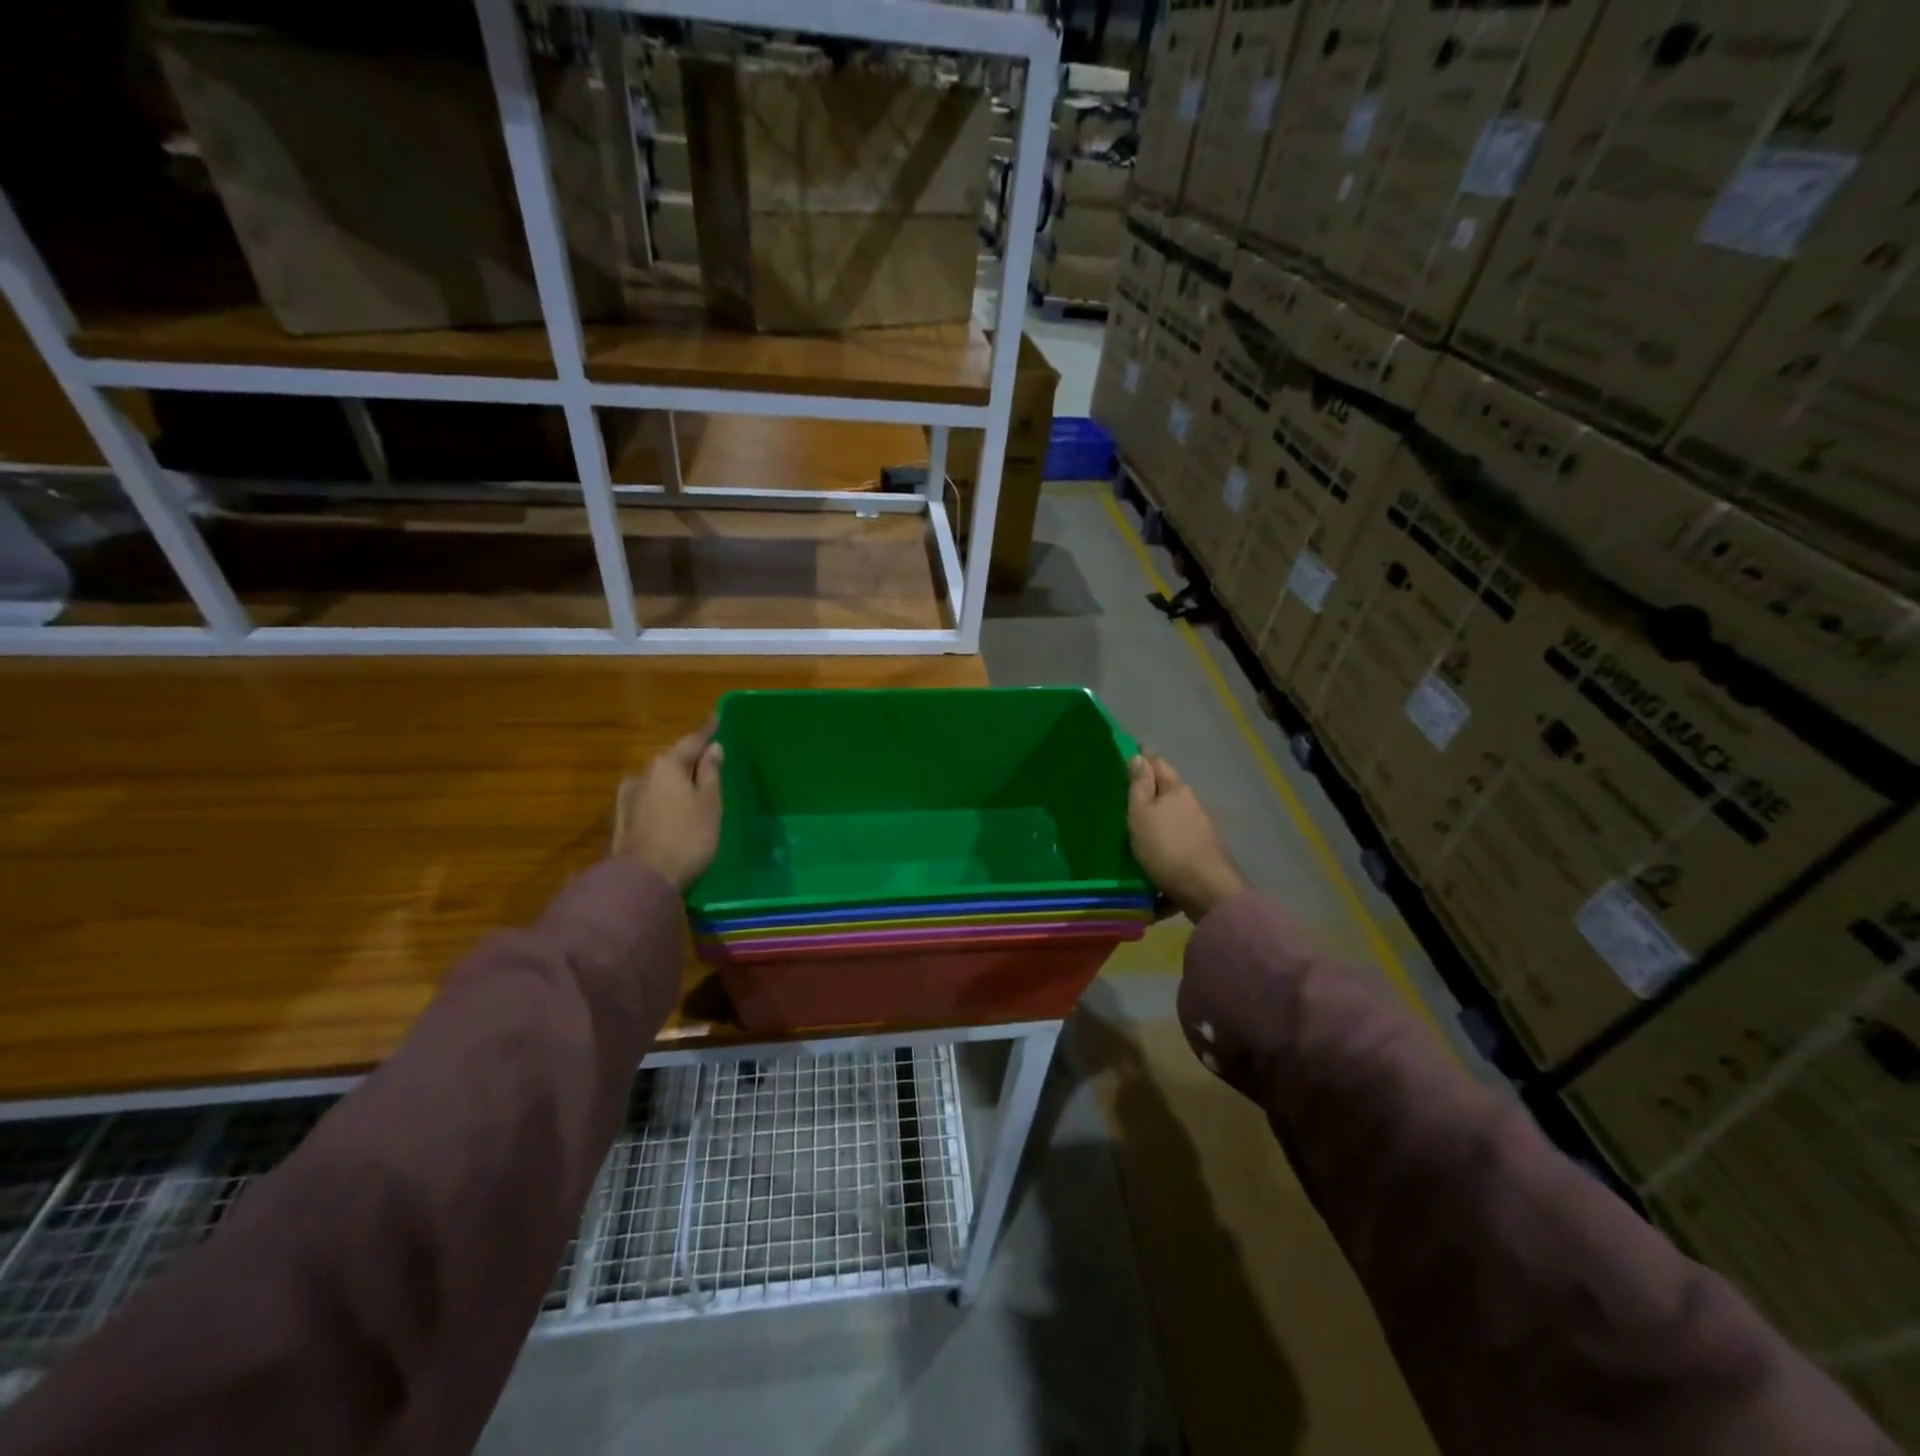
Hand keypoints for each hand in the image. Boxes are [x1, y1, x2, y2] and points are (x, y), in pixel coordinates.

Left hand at [615, 720, 724, 890]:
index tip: (717, 718)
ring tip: (691, 789)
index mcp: (667, 765)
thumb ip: (711, 773)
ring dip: (674, 782)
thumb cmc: (687, 837)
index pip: (692, 741)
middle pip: (671, 761)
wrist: (642, 881)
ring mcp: (627, 799)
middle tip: (709, 760)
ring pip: (658, 782)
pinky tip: (670, 810)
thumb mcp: (710, 804)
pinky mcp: (621, 822)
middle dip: (689, 759)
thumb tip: (712, 748)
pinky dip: (663, 800)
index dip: (707, 731)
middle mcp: (642, 775)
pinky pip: (649, 801)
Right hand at [1127, 753, 1244, 921]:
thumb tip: (1139, 755)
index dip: (1143, 757)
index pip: (1158, 764)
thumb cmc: (1166, 847)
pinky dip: (1165, 853)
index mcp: (1176, 791)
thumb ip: (1139, 786)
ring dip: (1158, 824)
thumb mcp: (1142, 813)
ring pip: (1173, 822)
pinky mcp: (1202, 858)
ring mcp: (1201, 833)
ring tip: (1135, 834)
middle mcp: (1193, 807)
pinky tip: (1152, 868)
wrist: (1207, 892)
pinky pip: (1177, 850)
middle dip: (1150, 792)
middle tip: (1125, 795)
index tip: (1129, 752)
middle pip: (1168, 793)